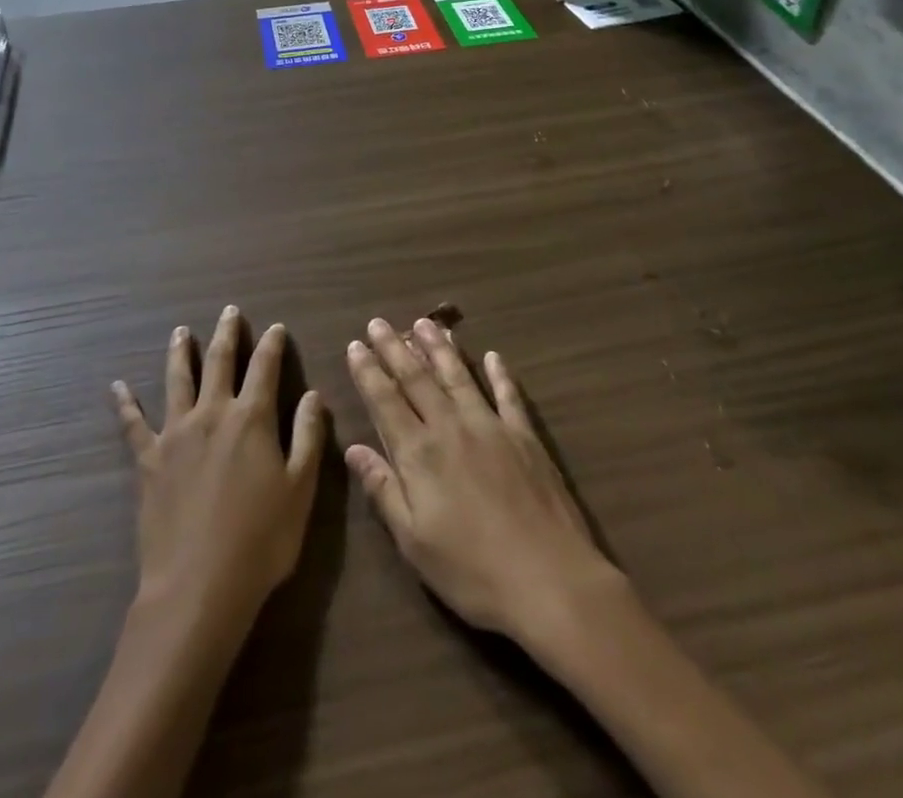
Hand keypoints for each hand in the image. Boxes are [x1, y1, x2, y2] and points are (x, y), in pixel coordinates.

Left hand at [112, 307, 325, 637]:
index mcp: (251, 418)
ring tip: (180, 331)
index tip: (274, 327)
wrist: (198, 586)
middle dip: (226, 334)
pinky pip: (133, 425)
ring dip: (180, 352)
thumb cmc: (261, 540)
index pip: (264, 367)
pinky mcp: (148, 460)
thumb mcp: (300, 489)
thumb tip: (312, 394)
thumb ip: (307, 436)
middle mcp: (212, 413)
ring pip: (177, 380)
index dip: (271, 344)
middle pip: (219, 362)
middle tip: (229, 311)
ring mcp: (175, 434)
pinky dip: (125, 404)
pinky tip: (117, 387)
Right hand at [345, 317, 621, 648]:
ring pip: (458, 376)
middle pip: (417, 379)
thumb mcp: (414, 541)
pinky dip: (499, 374)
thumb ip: (383, 489)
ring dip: (439, 348)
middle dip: (395, 348)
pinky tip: (493, 355)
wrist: (550, 579)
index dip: (368, 371)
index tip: (355, 344)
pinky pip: (508, 395)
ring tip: (425, 323)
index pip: (385, 401)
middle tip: (379, 321)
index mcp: (419, 454)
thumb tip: (353, 448)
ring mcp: (491, 427)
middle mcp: (451, 428)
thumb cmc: (472, 571)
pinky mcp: (525, 436)